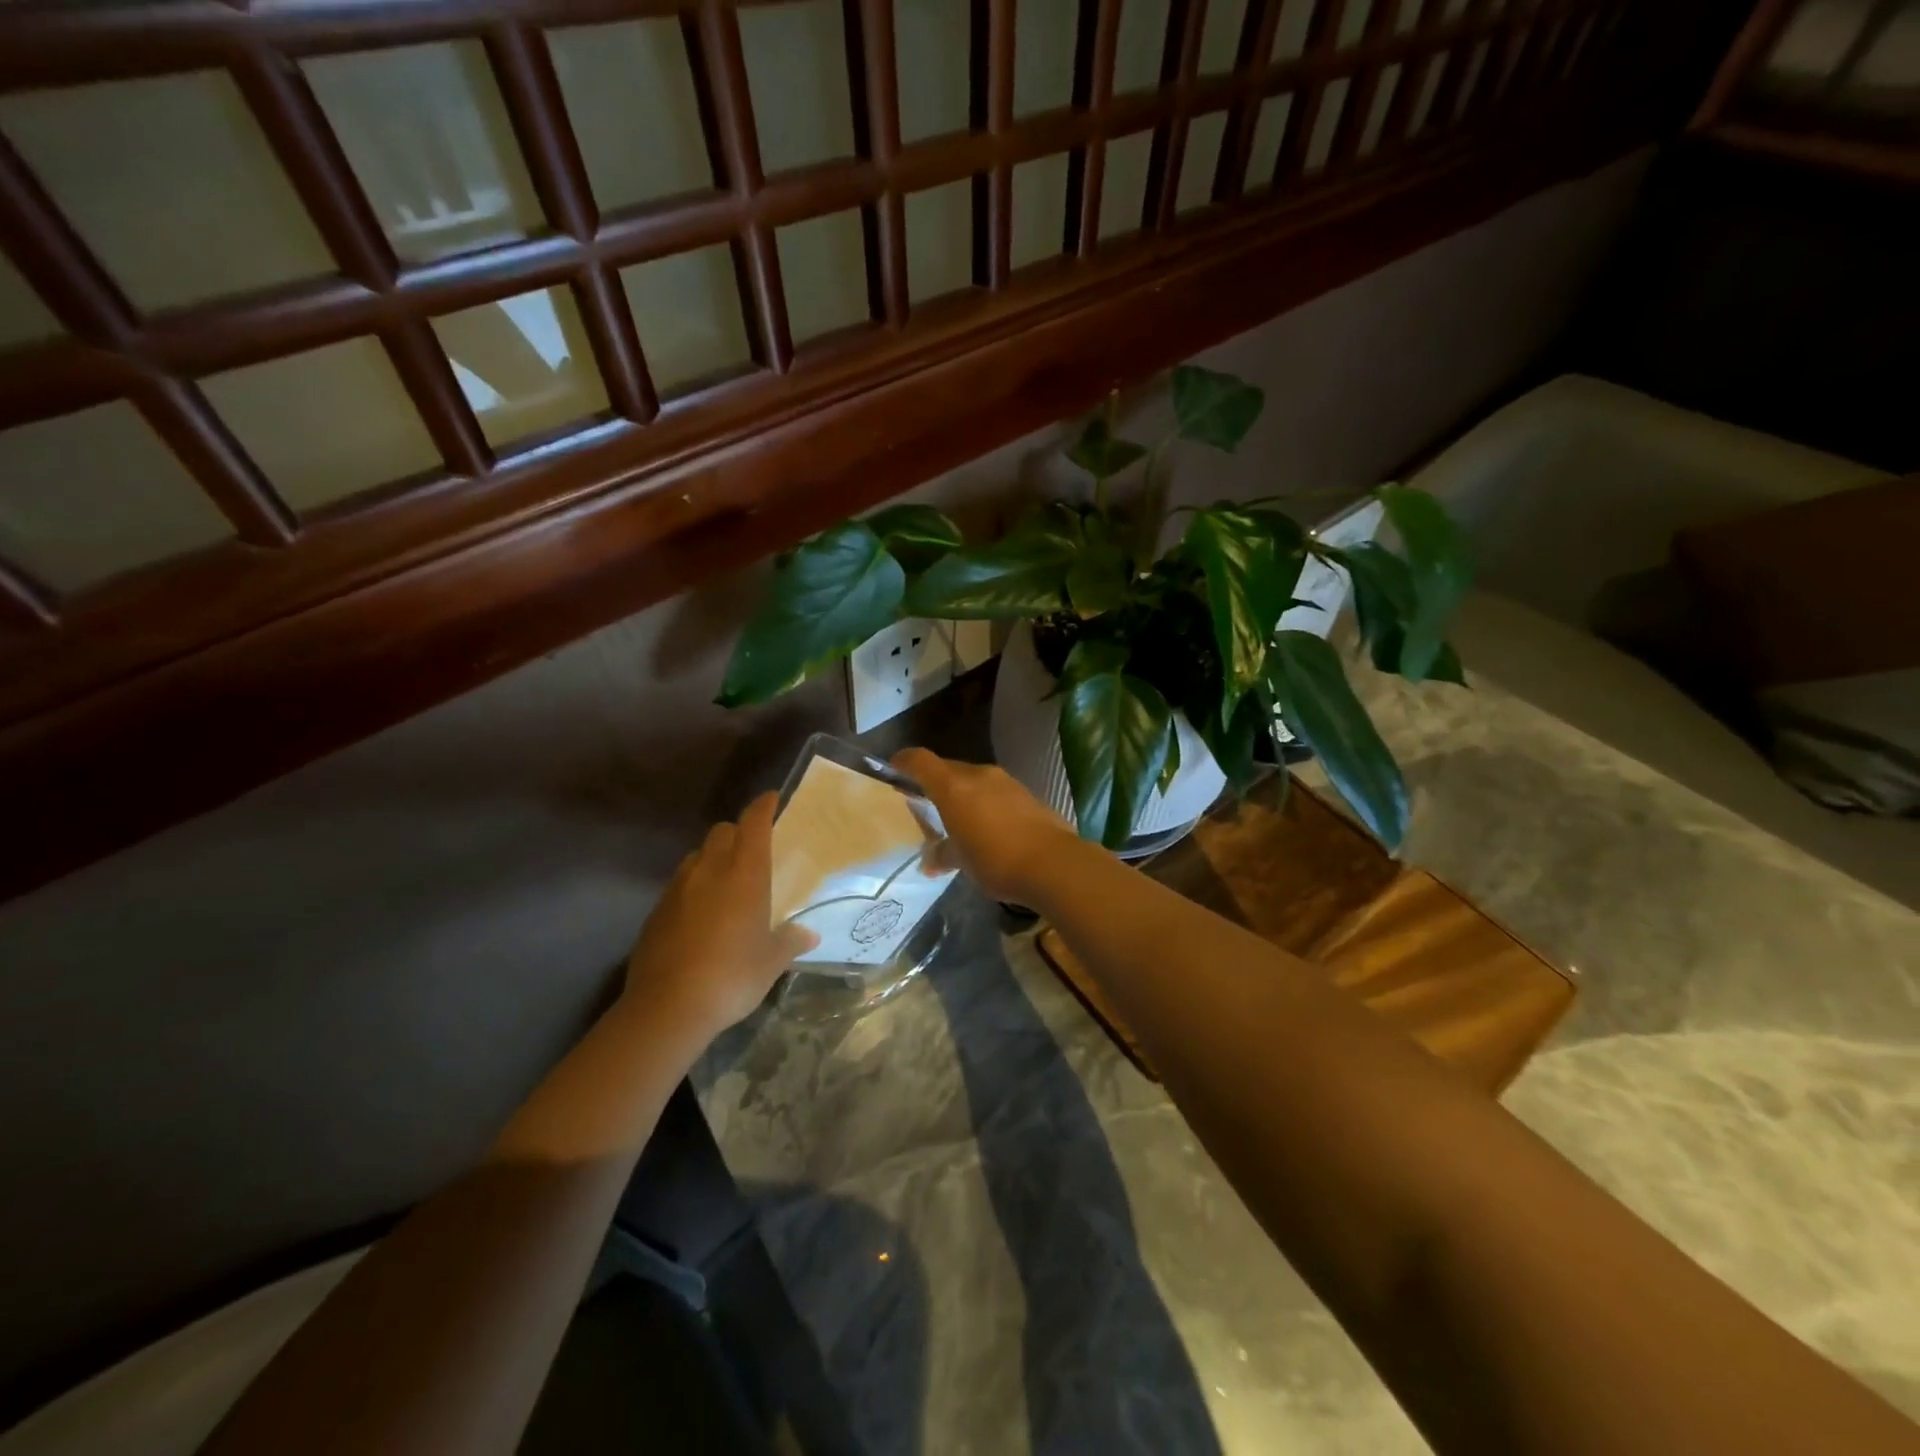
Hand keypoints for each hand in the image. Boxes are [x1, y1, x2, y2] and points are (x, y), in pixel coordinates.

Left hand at [624, 792, 816, 1038]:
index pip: (753, 824)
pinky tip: (701, 915)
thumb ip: (790, 941)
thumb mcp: (772, 962)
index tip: (771, 799)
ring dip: (713, 859)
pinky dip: (693, 888)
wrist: (668, 1008)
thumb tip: (809, 935)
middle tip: (753, 851)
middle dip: (738, 833)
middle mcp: (709, 870)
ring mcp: (677, 889)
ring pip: (697, 856)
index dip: (763, 807)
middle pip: (722, 832)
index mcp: (744, 874)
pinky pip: (679, 885)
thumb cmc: (732, 976)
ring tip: (726, 884)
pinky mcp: (656, 911)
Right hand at [891, 748, 1080, 903]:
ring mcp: (1006, 782)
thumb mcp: (962, 862)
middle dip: (934, 783)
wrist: (1054, 864)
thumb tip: (930, 861)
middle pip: (947, 769)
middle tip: (925, 803)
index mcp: (954, 787)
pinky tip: (989, 827)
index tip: (893, 771)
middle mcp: (978, 775)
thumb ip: (943, 855)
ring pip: (974, 780)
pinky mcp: (1027, 794)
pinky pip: (995, 791)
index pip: (920, 760)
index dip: (904, 762)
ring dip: (962, 793)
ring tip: (958, 819)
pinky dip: (985, 802)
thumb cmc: (996, 861)